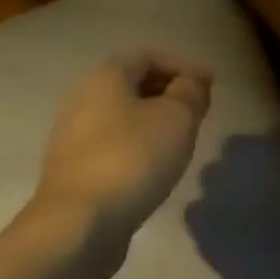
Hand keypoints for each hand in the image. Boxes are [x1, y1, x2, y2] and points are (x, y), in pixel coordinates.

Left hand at [33, 53, 213, 241]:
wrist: (80, 222)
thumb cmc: (134, 158)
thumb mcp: (177, 118)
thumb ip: (191, 91)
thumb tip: (195, 77)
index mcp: (105, 77)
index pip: (147, 56)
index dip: (180, 66)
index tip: (207, 88)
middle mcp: (82, 99)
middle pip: (130, 85)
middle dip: (166, 93)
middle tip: (197, 114)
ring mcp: (72, 137)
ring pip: (120, 117)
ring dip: (151, 122)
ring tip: (180, 142)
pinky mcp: (72, 170)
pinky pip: (111, 145)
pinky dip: (135, 147)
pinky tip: (153, 167)